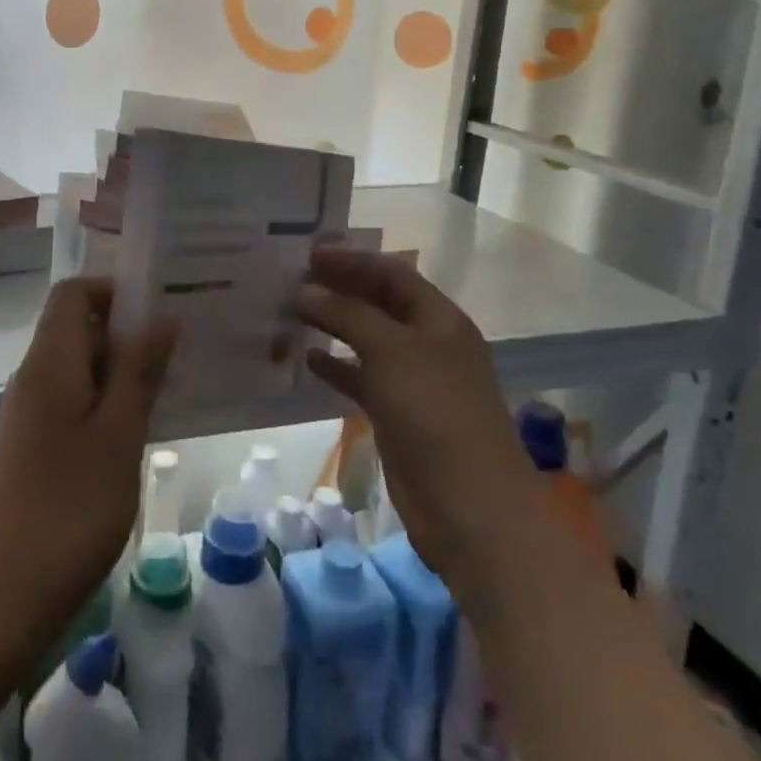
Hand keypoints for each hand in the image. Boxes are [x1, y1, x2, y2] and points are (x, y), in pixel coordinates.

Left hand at [0, 277, 177, 649]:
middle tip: (178, 353)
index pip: (73, 292)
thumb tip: (162, 316)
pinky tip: (137, 432)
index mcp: (50, 362)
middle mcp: (33, 377)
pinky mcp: (32, 448)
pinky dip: (106, 403)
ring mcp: (29, 415)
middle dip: (127, 332)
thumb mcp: (119, 433)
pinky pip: (73, 403)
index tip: (160, 311)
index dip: (115, 290)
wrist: (1, 598)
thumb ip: (140, 370)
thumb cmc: (70, 507)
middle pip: (77, 327)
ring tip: (167, 391)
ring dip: (121, 371)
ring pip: (79, 368)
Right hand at [295, 248, 533, 598]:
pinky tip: (306, 358)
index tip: (309, 253)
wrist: (469, 507)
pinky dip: (335, 367)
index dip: (352, 260)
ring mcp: (412, 380)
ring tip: (291, 312)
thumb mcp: (392, 351)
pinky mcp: (396, 414)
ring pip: (366, 340)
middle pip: (378, 303)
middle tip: (292, 279)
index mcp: (439, 318)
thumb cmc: (436, 413)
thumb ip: (347, 314)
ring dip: (332, 325)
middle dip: (338, 288)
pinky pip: (360, 379)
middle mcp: (427, 343)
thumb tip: (303, 289)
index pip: (392, 273)